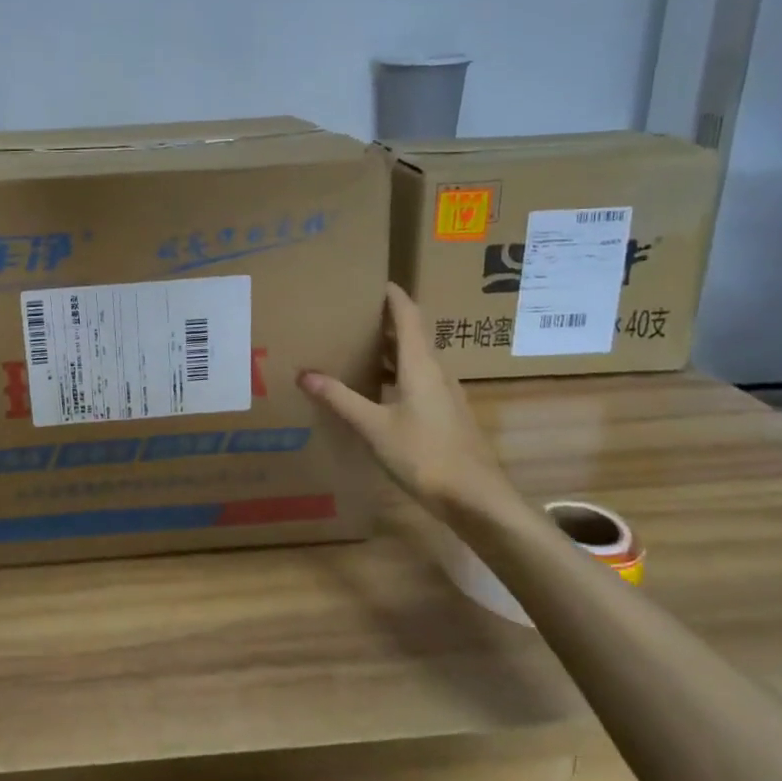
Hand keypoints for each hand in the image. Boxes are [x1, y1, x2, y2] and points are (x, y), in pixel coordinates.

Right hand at [298, 283, 521, 517]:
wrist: (476, 499)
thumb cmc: (425, 455)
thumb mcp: (374, 427)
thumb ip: (340, 398)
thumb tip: (305, 373)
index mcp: (421, 365)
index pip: (408, 316)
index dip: (392, 295)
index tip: (371, 281)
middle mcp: (436, 372)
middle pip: (411, 335)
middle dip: (384, 321)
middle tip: (351, 315)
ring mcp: (445, 394)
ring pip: (415, 360)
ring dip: (389, 349)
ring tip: (357, 348)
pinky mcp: (446, 415)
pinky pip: (419, 381)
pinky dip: (396, 374)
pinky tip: (377, 391)